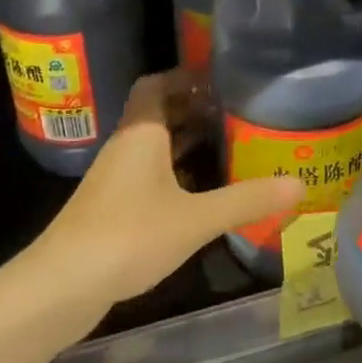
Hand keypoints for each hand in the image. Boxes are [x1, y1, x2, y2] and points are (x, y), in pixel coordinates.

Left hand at [26, 71, 303, 310]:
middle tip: (237, 113)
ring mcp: (115, 179)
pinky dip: (175, 174)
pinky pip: (149, 175)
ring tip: (229, 146)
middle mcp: (126, 147)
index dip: (186, 76)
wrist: (61, 286)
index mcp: (141, 133)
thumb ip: (247, 200)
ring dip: (186, 143)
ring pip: (154, 147)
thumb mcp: (196, 218)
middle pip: (158, 114)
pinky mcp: (112, 208)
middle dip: (194, 110)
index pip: (157, 84)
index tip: (221, 79)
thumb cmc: (129, 235)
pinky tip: (201, 193)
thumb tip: (300, 184)